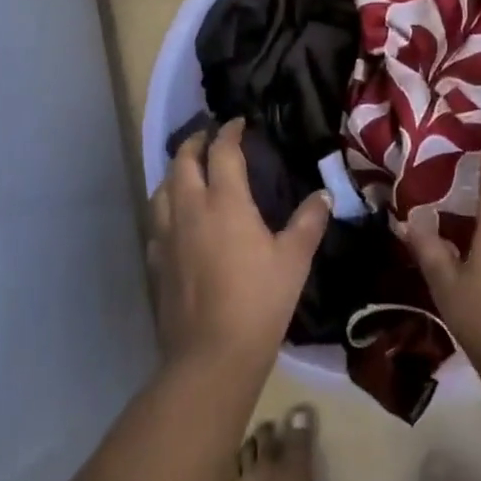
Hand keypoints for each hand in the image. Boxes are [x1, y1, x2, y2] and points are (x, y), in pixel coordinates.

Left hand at [148, 119, 331, 377]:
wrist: (211, 356)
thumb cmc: (259, 301)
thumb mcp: (294, 260)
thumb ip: (309, 222)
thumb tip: (324, 195)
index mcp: (224, 201)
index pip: (222, 151)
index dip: (230, 132)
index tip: (238, 123)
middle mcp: (190, 209)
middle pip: (184, 161)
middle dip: (196, 142)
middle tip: (209, 137)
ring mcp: (167, 235)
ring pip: (162, 188)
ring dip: (176, 172)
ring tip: (189, 171)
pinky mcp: (156, 261)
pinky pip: (156, 221)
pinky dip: (165, 207)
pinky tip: (176, 218)